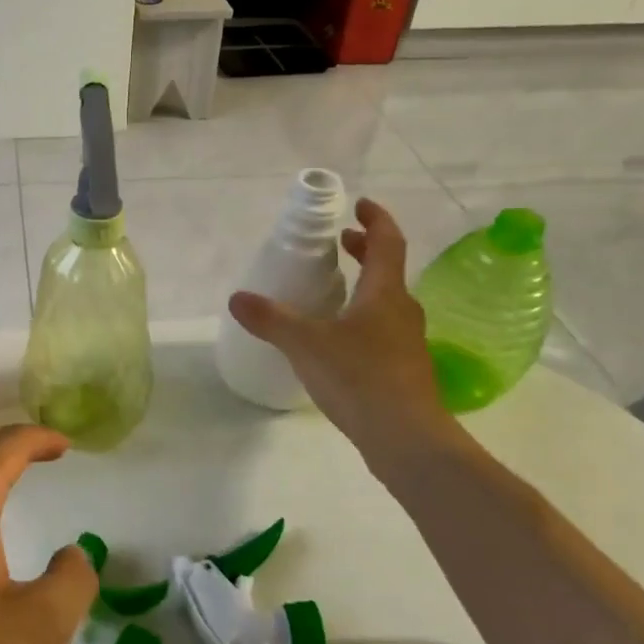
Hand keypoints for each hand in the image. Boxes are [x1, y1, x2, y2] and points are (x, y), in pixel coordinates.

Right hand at [228, 197, 456, 455]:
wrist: (406, 438)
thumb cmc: (359, 377)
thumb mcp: (306, 344)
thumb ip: (271, 319)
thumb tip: (237, 297)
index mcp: (384, 293)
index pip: (387, 242)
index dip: (375, 219)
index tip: (359, 205)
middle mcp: (401, 311)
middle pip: (388, 269)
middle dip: (365, 250)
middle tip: (341, 242)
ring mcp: (406, 342)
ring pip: (386, 301)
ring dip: (364, 285)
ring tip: (335, 289)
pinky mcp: (403, 370)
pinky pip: (382, 329)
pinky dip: (362, 318)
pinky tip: (338, 340)